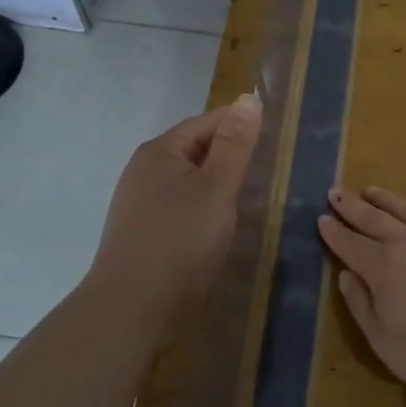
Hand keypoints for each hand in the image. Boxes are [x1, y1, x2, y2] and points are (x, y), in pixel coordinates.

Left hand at [88, 94, 260, 320]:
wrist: (131, 308)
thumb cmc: (179, 241)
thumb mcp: (216, 188)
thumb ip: (234, 145)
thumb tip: (247, 98)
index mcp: (160, 151)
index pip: (207, 122)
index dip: (241, 125)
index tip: (274, 138)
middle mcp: (144, 170)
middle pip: (195, 150)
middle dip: (229, 156)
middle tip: (267, 171)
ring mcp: (139, 203)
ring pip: (188, 181)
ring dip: (217, 185)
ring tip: (249, 199)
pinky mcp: (142, 233)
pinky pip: (180, 207)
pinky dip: (203, 209)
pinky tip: (218, 227)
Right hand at [317, 186, 405, 400]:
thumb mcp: (383, 341)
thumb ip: (361, 305)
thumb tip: (346, 275)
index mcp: (383, 268)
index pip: (351, 245)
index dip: (334, 232)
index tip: (321, 218)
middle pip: (375, 220)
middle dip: (352, 207)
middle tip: (336, 192)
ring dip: (388, 200)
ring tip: (372, 190)